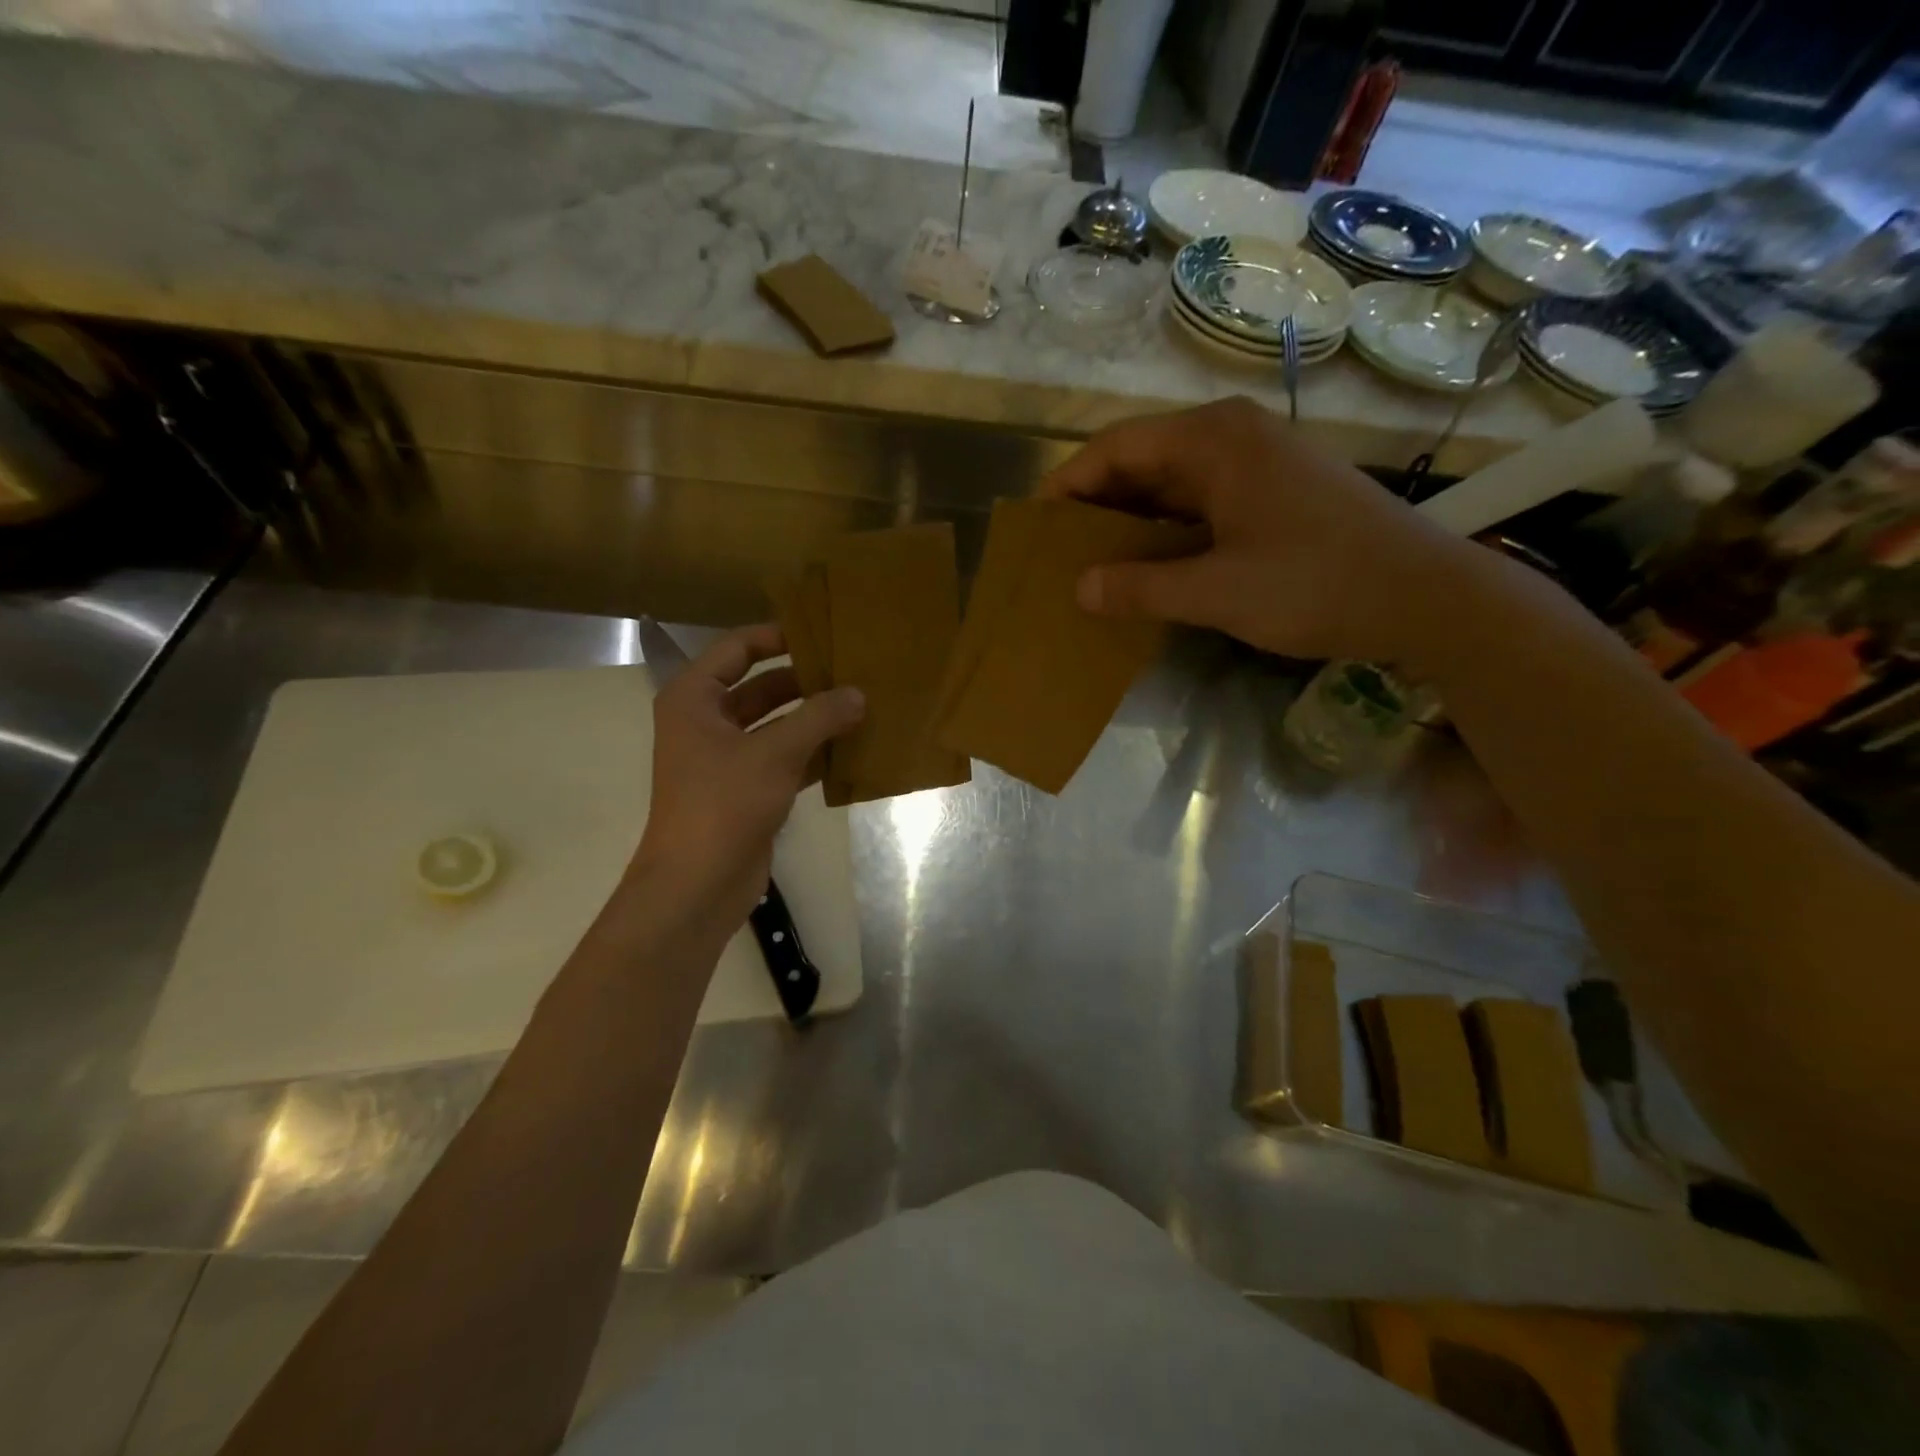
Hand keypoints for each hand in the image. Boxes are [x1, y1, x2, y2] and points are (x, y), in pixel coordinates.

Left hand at [627, 624, 863, 938]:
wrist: (698, 884)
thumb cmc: (724, 804)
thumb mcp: (775, 753)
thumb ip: (819, 717)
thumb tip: (858, 694)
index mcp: (695, 699)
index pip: (738, 649)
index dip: (778, 637)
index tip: (823, 634)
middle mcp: (707, 722)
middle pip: (761, 687)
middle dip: (806, 682)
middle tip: (854, 672)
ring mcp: (728, 758)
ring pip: (777, 725)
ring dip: (815, 719)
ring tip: (862, 705)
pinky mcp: (748, 789)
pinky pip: (785, 758)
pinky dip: (814, 753)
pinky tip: (853, 748)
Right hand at [1043, 397, 1477, 665]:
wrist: (1424, 595)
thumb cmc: (1316, 583)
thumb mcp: (1217, 592)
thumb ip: (1141, 587)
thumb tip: (1079, 589)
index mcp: (1213, 440)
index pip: (1115, 447)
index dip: (1069, 484)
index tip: (1035, 526)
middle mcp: (1231, 436)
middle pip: (1141, 460)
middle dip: (1095, 504)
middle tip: (1057, 552)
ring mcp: (1257, 462)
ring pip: (1170, 482)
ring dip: (1130, 519)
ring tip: (1091, 562)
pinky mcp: (1274, 491)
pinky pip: (1200, 501)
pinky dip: (1166, 529)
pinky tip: (1149, 565)